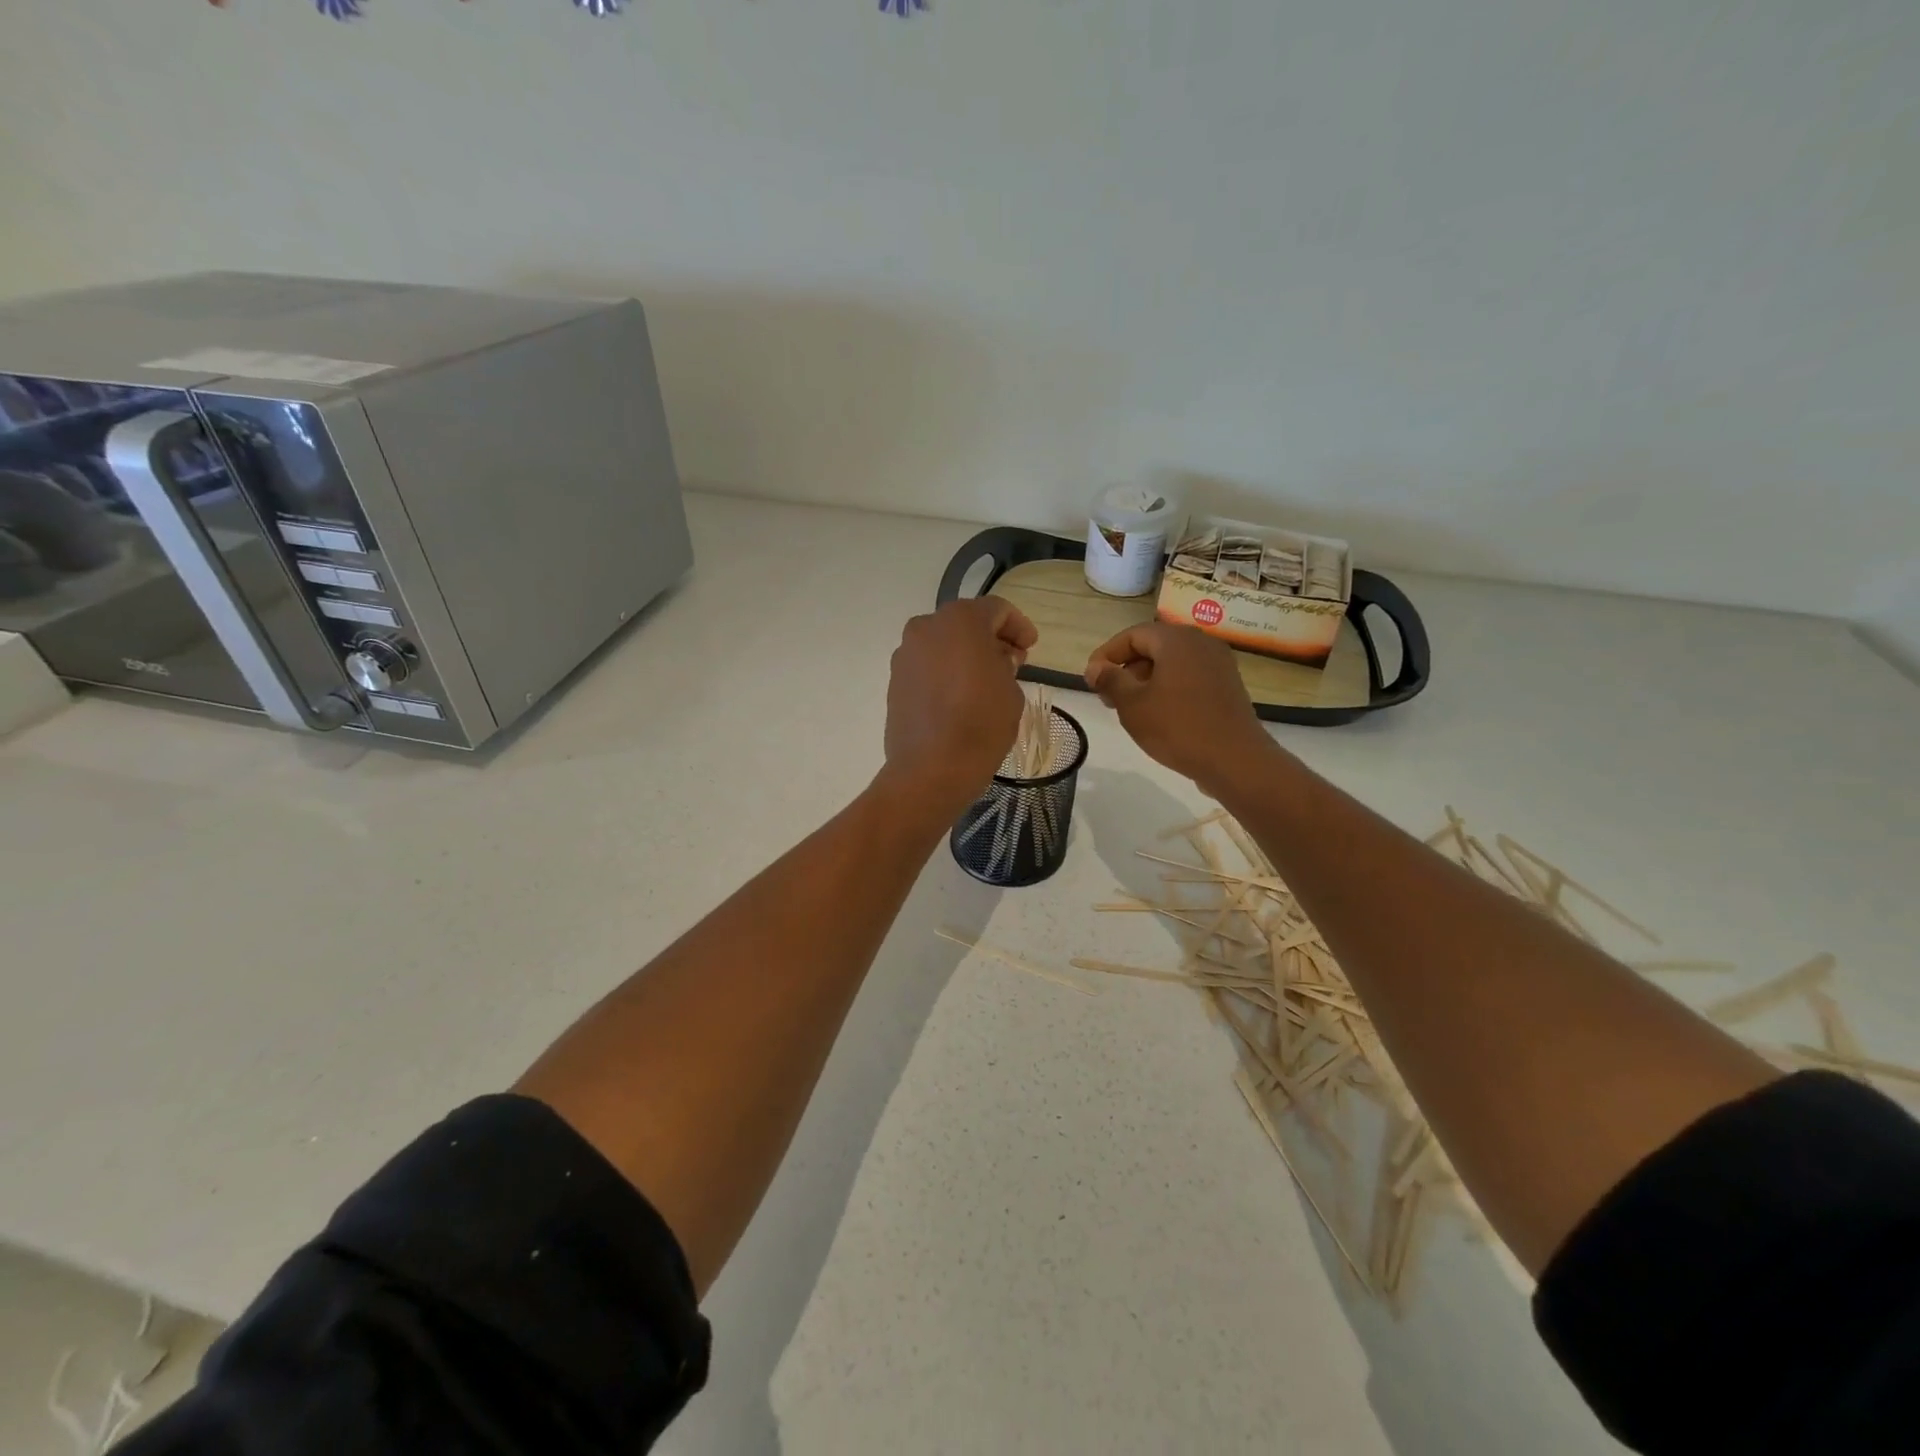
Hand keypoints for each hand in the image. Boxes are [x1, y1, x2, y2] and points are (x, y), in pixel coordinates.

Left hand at [883, 596, 1037, 820]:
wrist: (931, 769)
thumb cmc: (981, 724)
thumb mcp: (1011, 690)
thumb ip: (1005, 665)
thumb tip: (993, 661)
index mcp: (960, 620)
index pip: (996, 610)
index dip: (1018, 626)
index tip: (1031, 647)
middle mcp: (926, 628)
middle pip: (965, 623)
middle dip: (991, 639)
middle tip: (1012, 662)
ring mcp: (905, 654)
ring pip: (943, 644)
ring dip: (966, 655)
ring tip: (985, 682)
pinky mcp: (895, 680)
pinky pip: (927, 666)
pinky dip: (945, 672)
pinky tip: (960, 696)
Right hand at [1085, 622, 1278, 794]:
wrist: (1235, 759)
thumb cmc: (1177, 727)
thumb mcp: (1132, 705)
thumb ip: (1110, 680)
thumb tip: (1096, 667)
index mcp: (1176, 640)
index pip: (1132, 636)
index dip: (1107, 655)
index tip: (1091, 680)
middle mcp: (1200, 643)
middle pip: (1153, 646)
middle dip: (1126, 668)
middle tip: (1107, 696)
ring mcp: (1218, 664)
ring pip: (1172, 663)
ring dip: (1146, 680)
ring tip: (1130, 708)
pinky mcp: (1227, 685)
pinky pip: (1189, 677)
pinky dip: (1168, 687)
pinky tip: (1159, 714)